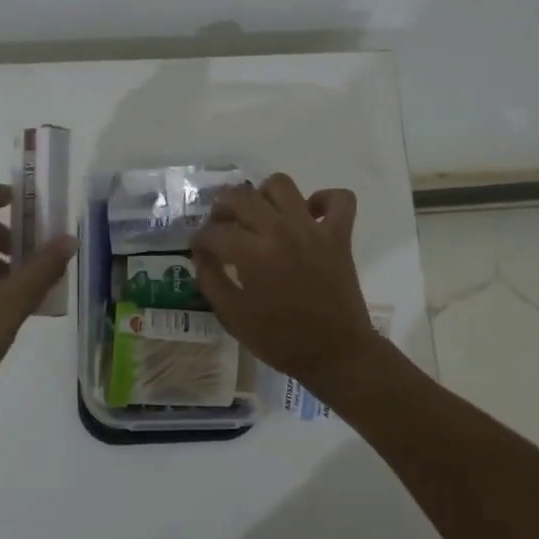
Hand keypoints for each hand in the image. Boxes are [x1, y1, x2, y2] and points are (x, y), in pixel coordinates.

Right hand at [189, 173, 379, 389]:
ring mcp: (313, 229)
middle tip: (221, 225)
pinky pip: (339, 199)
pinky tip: (309, 215)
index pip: (214, 232)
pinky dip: (323, 199)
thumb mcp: (233, 316)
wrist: (335, 353)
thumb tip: (200, 255)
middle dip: (222, 207)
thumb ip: (211, 280)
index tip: (198, 248)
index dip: (199, 239)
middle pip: (242, 196)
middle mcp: (280, 231)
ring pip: (282, 185)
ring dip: (264, 194)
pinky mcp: (340, 234)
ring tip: (260, 215)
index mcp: (252, 254)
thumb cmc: (280, 339)